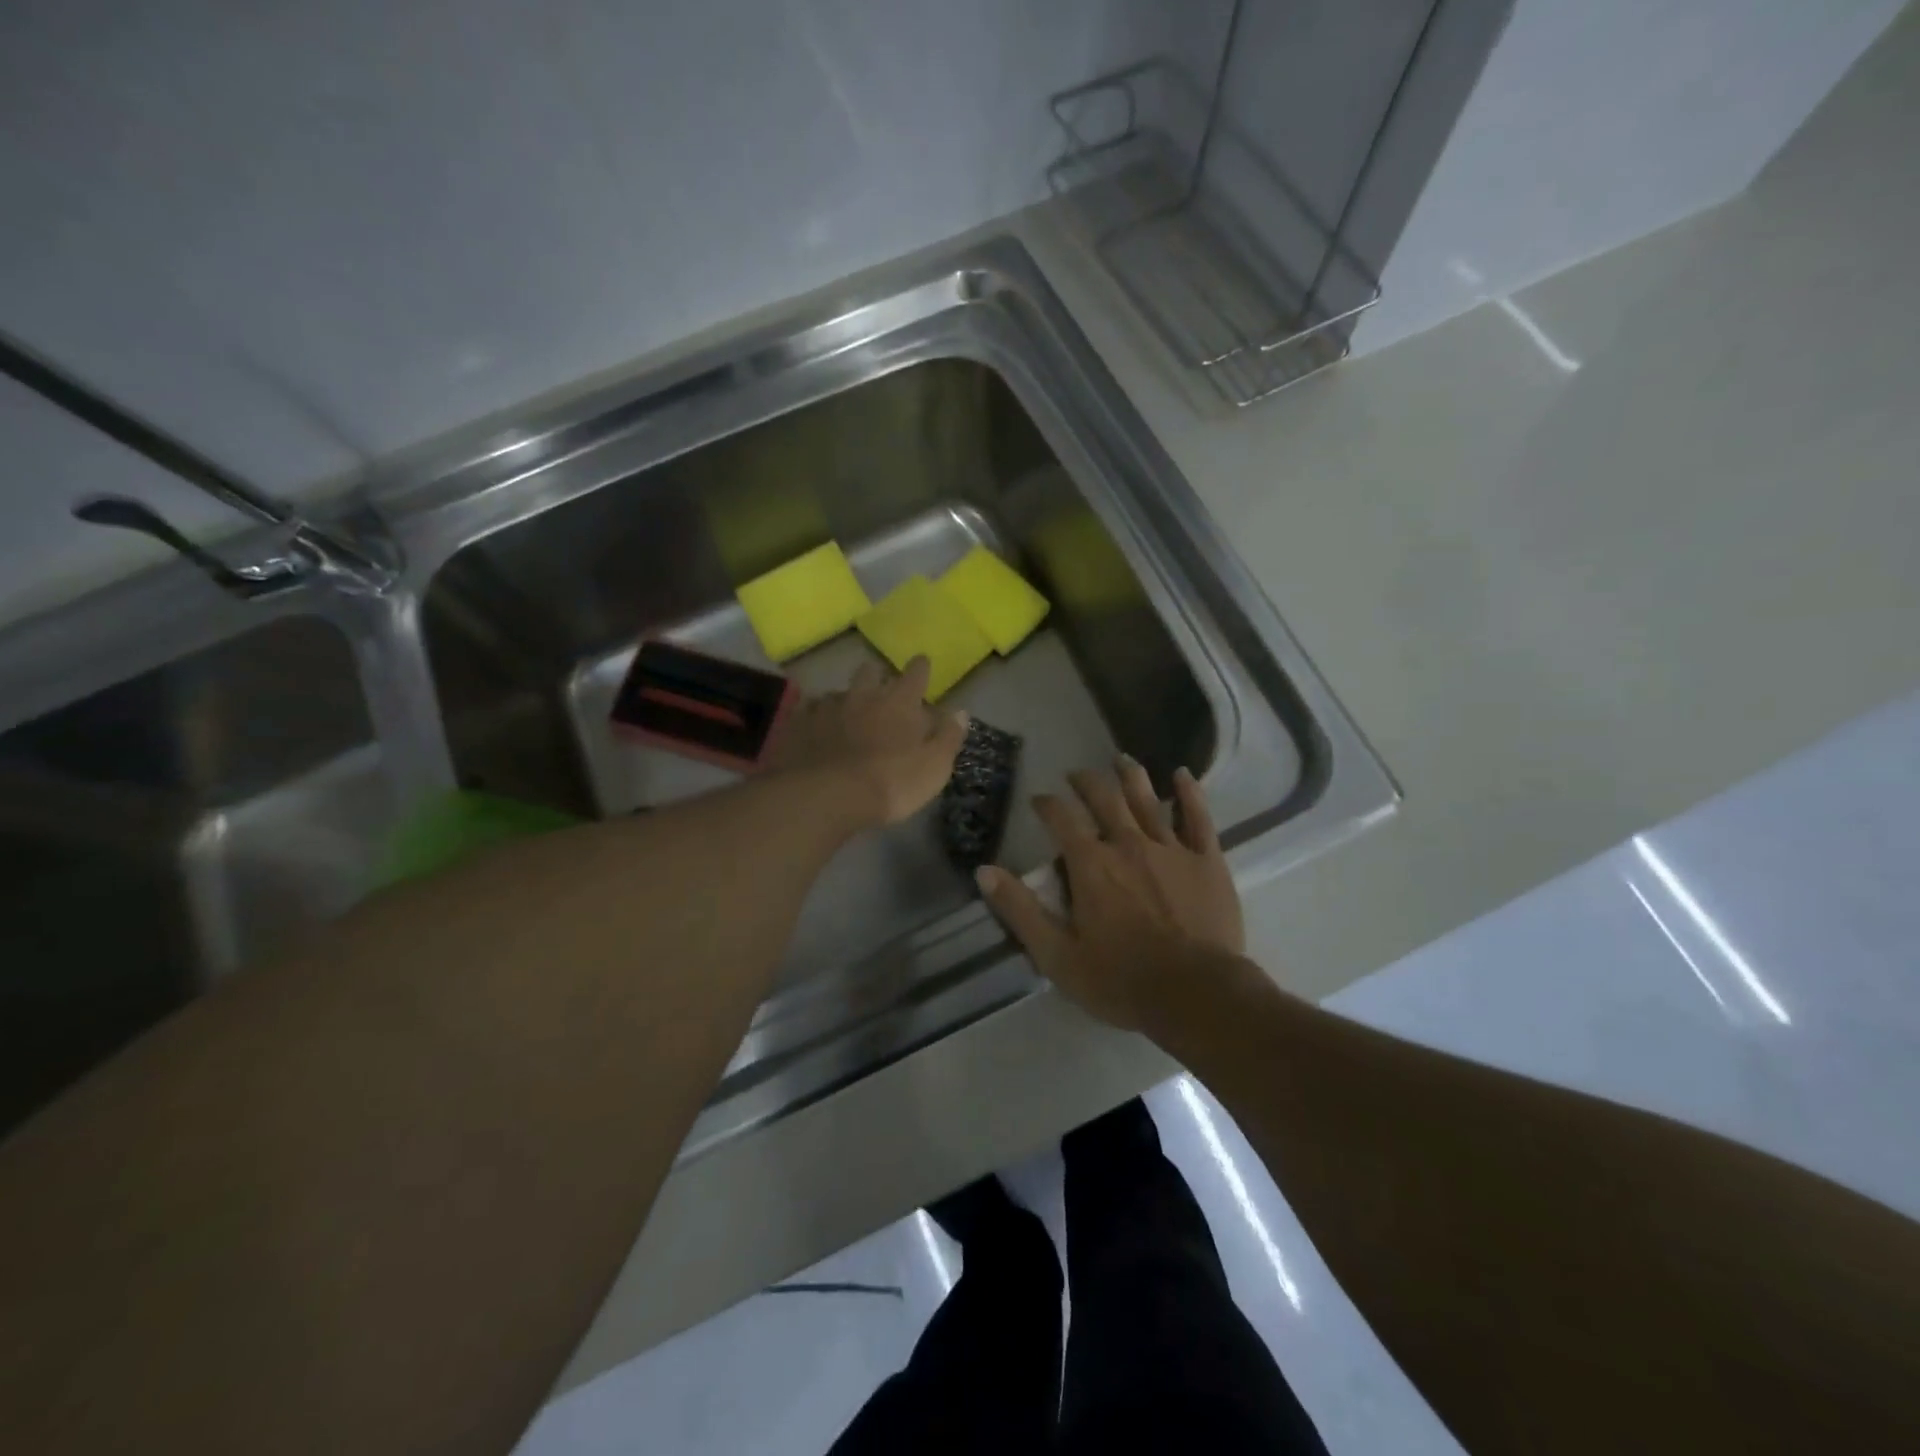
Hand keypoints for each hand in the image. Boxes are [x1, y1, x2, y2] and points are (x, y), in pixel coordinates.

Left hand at [767, 656, 967, 827]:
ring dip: (846, 700)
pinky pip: (809, 712)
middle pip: (871, 671)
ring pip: (839, 692)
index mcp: (900, 702)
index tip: (922, 665)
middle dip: (878, 676)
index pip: (916, 673)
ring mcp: (827, 707)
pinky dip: (817, 718)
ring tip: (847, 716)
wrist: (826, 796)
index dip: (920, 668)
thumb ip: (948, 737)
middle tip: (882, 691)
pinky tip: (817, 731)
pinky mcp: (799, 724)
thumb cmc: (891, 783)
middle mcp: (863, 695)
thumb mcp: (934, 767)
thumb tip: (960, 712)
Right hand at [975, 758, 1245, 1031]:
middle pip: (1103, 799)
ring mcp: (1170, 849)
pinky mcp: (1206, 860)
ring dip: (1130, 776)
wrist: (1196, 995)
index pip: (1060, 819)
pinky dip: (1189, 794)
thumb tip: (984, 871)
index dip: (1046, 805)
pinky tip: (1183, 775)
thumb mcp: (1056, 955)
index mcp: (1090, 864)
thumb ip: (1020, 910)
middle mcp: (1127, 844)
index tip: (1038, 800)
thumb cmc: (1121, 980)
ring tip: (1121, 759)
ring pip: (1147, 800)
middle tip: (1076, 774)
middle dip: (1085, 782)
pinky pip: (1198, 818)